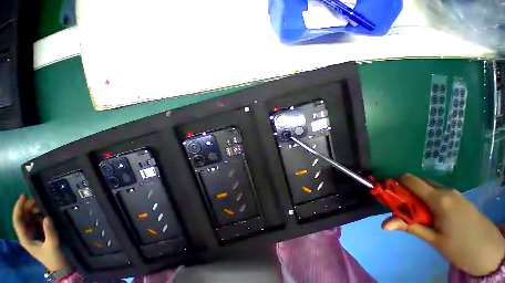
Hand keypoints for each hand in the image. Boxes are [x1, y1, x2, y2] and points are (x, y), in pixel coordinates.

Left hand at [12, 194, 67, 271]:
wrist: (60, 266)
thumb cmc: (54, 256)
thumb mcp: (53, 245)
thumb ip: (50, 232)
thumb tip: (47, 217)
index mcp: (25, 238)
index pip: (18, 220)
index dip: (19, 208)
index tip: (24, 196)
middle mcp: (26, 234)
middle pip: (23, 217)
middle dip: (27, 207)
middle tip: (37, 198)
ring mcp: (33, 234)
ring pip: (29, 218)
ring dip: (33, 210)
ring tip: (42, 204)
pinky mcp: (39, 233)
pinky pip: (36, 221)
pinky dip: (39, 214)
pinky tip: (45, 212)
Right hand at [382, 174, 504, 275]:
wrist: (493, 253)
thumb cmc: (462, 249)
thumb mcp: (434, 240)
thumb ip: (409, 227)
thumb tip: (383, 225)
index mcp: (439, 199)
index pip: (409, 180)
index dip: (394, 183)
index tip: (386, 193)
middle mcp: (446, 191)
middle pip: (417, 181)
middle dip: (403, 190)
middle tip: (399, 206)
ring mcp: (454, 194)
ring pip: (427, 186)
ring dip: (415, 195)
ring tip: (414, 212)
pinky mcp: (459, 198)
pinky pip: (436, 191)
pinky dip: (426, 197)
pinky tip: (429, 213)